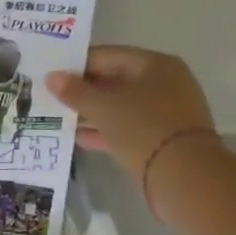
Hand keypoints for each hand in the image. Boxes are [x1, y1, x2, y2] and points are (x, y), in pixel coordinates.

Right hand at [46, 46, 216, 179]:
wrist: (186, 178)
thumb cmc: (143, 128)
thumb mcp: (103, 107)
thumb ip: (75, 91)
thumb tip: (51, 77)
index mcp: (155, 64)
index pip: (106, 56)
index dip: (75, 65)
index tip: (49, 75)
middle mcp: (165, 83)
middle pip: (113, 80)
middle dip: (82, 90)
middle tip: (50, 96)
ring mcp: (166, 112)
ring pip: (120, 106)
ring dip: (91, 112)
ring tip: (58, 117)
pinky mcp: (164, 138)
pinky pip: (128, 127)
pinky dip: (106, 130)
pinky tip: (79, 138)